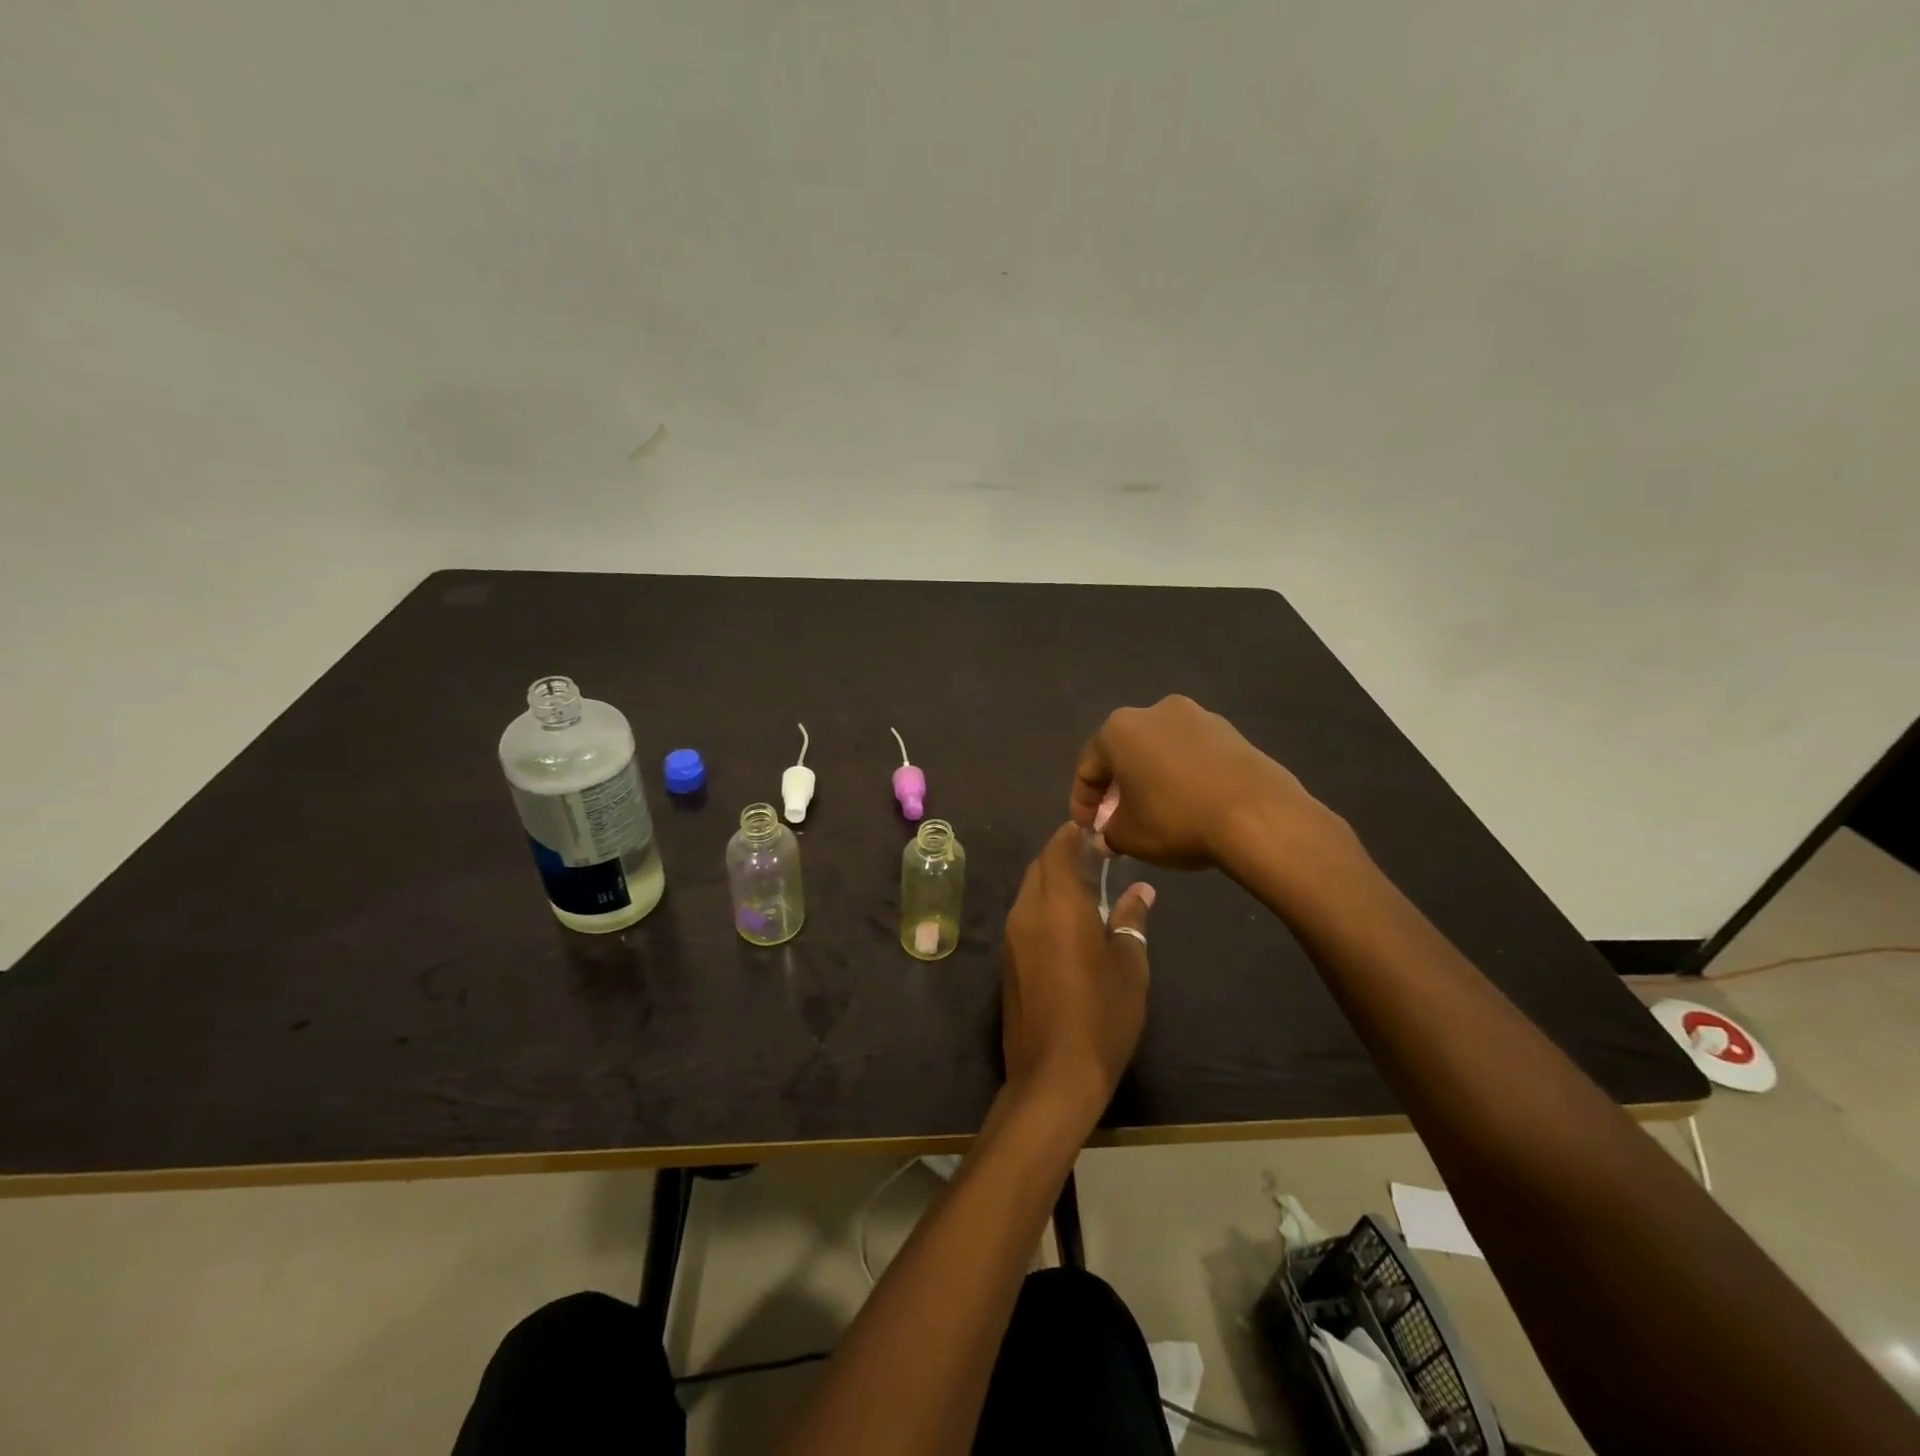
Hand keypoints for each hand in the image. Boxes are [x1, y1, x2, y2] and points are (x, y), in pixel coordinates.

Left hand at [1000, 823, 1154, 1118]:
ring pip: (1029, 891)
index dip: (1072, 834)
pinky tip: (1067, 923)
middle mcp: (1027, 912)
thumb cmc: (1102, 1015)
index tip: (1093, 830)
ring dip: (1051, 881)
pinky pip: (1024, 916)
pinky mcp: (1007, 960)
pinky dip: (1042, 906)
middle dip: (1062, 855)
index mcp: (1058, 905)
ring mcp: (1012, 937)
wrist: (1053, 1074)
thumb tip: (1141, 892)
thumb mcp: (1129, 966)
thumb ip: (1131, 921)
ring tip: (1085, 888)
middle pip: (1039, 867)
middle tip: (1094, 858)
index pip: (1057, 850)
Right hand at [1070, 695, 1331, 871]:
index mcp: (1119, 730)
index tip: (1089, 830)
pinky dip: (1182, 775)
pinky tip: (1190, 803)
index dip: (1082, 803)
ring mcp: (1197, 716)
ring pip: (1159, 750)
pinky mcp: (1230, 731)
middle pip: (1124, 753)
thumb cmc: (1177, 819)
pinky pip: (1192, 754)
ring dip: (1151, 778)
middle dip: (1117, 787)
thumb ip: (1109, 832)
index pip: (1087, 768)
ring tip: (1156, 812)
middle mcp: (1154, 711)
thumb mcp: (1129, 836)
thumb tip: (1109, 833)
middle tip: (1118, 820)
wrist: (1259, 815)